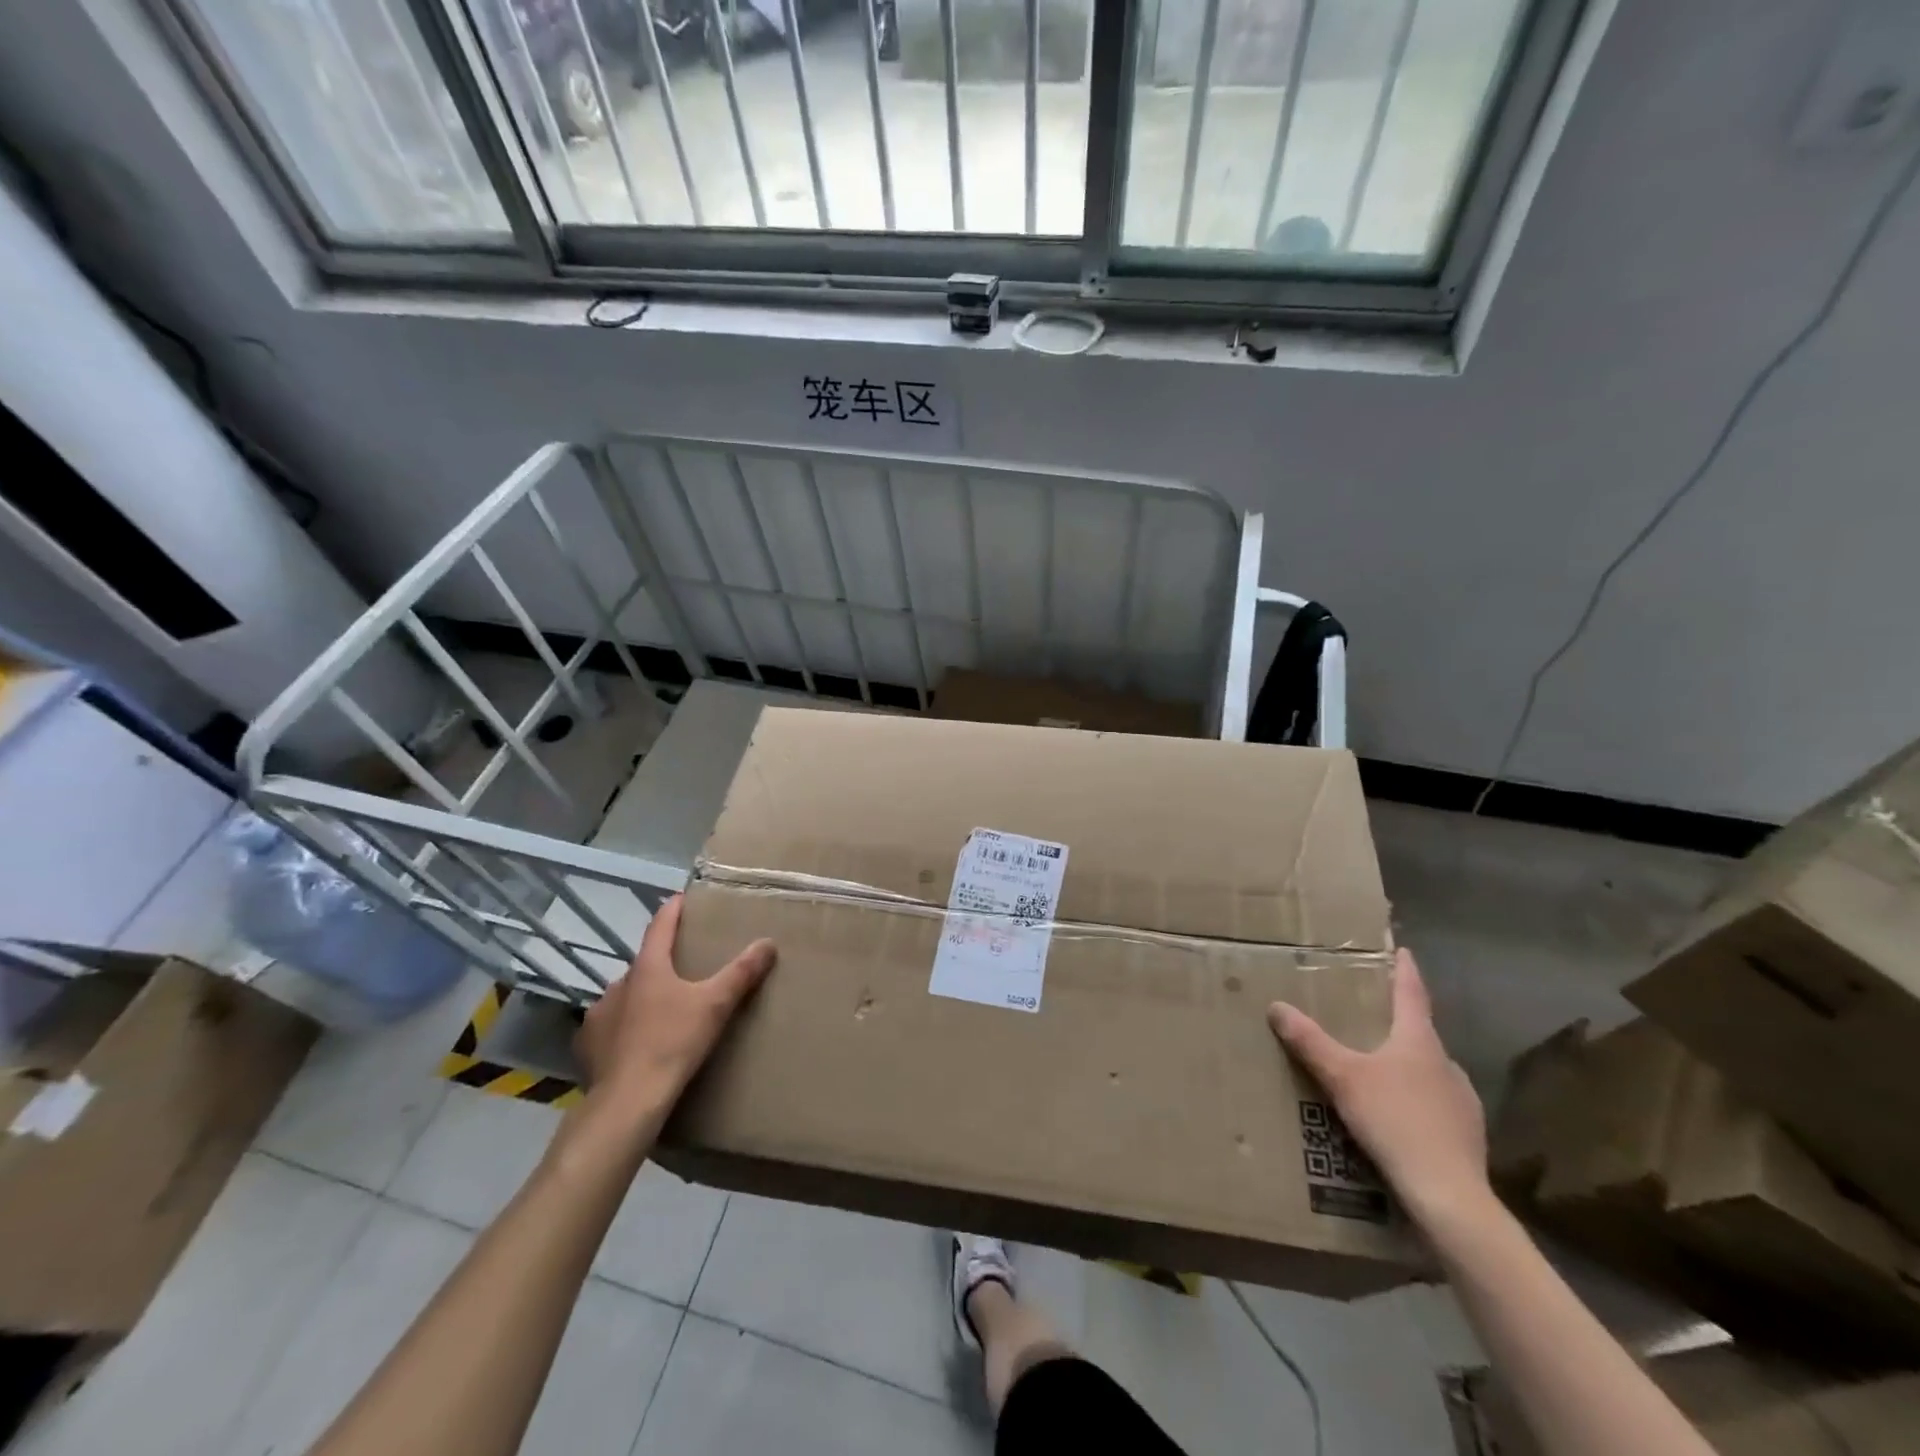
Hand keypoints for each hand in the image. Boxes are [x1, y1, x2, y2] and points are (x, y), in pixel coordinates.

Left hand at [575, 894, 775, 1115]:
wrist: (628, 1101)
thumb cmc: (673, 1042)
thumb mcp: (715, 1005)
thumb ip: (741, 972)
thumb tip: (768, 942)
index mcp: (648, 967)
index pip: (660, 925)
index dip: (673, 910)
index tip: (682, 899)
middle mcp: (618, 984)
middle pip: (644, 964)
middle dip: (662, 964)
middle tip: (684, 970)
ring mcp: (599, 1015)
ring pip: (626, 996)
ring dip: (642, 997)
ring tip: (663, 1011)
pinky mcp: (587, 1046)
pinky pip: (609, 1027)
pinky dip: (624, 1027)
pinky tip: (636, 1043)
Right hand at [1268, 947, 1490, 1229]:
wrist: (1449, 1196)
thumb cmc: (1394, 1121)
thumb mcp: (1342, 1077)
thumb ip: (1309, 1041)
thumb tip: (1276, 1006)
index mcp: (1419, 1041)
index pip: (1412, 994)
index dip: (1404, 971)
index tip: (1402, 951)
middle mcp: (1446, 1063)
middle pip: (1420, 1033)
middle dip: (1397, 1023)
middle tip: (1371, 1017)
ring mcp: (1462, 1100)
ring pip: (1429, 1070)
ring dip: (1407, 1064)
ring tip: (1378, 1071)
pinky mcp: (1467, 1135)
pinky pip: (1436, 1104)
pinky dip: (1416, 1100)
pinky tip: (1398, 1117)